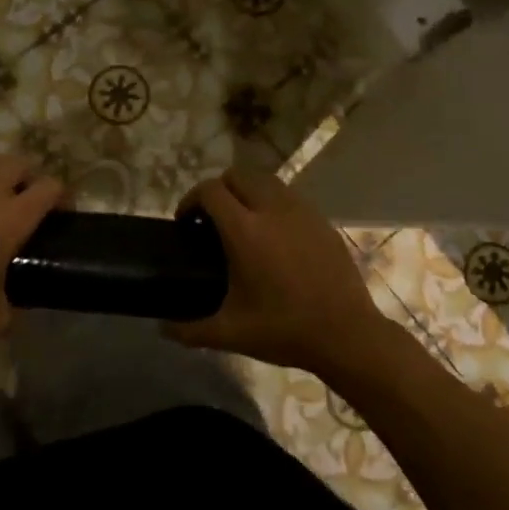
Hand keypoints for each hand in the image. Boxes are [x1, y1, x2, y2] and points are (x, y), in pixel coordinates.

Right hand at [167, 167, 389, 373]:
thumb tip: (162, 328)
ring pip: (266, 180)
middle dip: (219, 189)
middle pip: (238, 174)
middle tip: (212, 219)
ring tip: (243, 223)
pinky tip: (276, 237)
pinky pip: (290, 197)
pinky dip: (274, 204)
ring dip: (248, 192)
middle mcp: (272, 210)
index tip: (186, 222)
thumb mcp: (231, 334)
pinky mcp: (322, 220)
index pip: (210, 190)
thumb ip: (190, 329)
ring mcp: (301, 211)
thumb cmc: (284, 330)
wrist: (347, 334)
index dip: (191, 200)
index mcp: (245, 231)